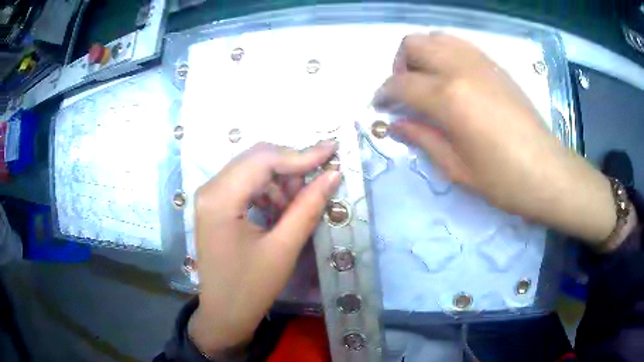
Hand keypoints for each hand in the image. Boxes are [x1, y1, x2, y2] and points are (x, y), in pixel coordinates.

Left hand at [188, 142, 340, 354]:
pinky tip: (281, 211)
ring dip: (281, 181)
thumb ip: (308, 207)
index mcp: (220, 198)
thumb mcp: (283, 248)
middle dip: (291, 167)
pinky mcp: (216, 205)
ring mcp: (211, 196)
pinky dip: (269, 192)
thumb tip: (333, 174)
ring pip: (253, 170)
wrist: (224, 314)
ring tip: (298, 205)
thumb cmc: (250, 288)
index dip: (301, 154)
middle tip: (318, 184)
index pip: (264, 159)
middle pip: (257, 159)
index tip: (332, 150)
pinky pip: (247, 184)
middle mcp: (210, 188)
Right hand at [375, 33, 618, 245]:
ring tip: (428, 82)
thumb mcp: (457, 168)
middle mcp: (461, 68)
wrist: (548, 172)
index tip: (380, 106)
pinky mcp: (496, 66)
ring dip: (423, 54)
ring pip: (437, 37)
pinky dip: (446, 53)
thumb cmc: (503, 180)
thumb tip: (396, 125)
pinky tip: (452, 78)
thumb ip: (423, 139)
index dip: (384, 93)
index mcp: (449, 97)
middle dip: (400, 65)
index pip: (401, 83)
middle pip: (414, 44)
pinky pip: (461, 45)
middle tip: (406, 92)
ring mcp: (481, 62)